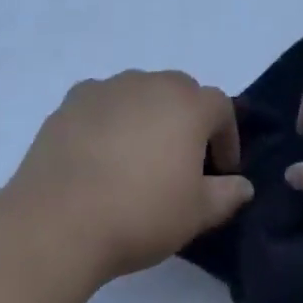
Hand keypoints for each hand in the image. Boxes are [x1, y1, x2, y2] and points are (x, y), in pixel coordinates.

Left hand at [9, 71, 253, 285]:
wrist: (58, 220)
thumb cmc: (139, 214)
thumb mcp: (195, 215)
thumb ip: (226, 195)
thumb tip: (243, 185)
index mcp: (188, 105)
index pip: (221, 107)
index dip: (226, 137)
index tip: (221, 171)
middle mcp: (151, 83)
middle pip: (180, 92)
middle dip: (187, 121)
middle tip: (180, 162)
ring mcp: (109, 87)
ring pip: (140, 93)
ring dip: (147, 116)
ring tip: (136, 158)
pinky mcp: (73, 100)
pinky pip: (103, 102)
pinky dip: (109, 119)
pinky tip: (99, 154)